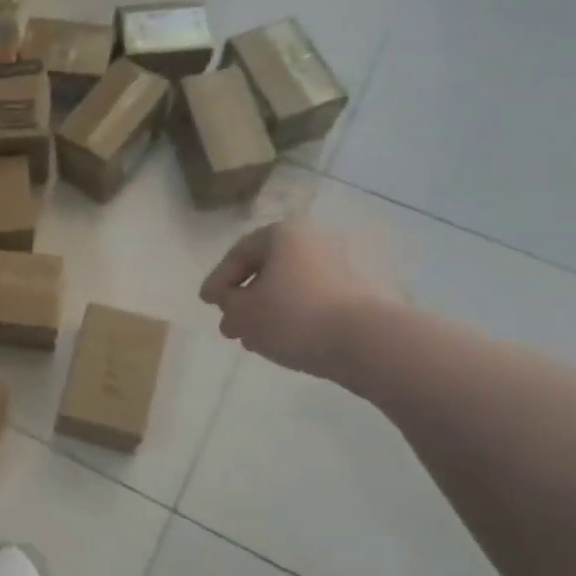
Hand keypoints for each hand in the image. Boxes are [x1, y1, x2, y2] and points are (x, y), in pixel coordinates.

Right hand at [199, 218, 404, 379]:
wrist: (369, 341)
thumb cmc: (295, 316)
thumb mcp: (243, 314)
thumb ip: (228, 306)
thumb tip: (232, 307)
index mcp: (283, 235)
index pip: (239, 253)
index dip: (218, 279)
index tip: (206, 303)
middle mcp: (315, 241)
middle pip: (269, 268)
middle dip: (245, 297)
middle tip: (230, 322)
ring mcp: (344, 267)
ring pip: (292, 287)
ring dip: (270, 310)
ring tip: (256, 338)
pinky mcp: (363, 294)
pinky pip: (316, 301)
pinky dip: (296, 317)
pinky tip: (286, 341)